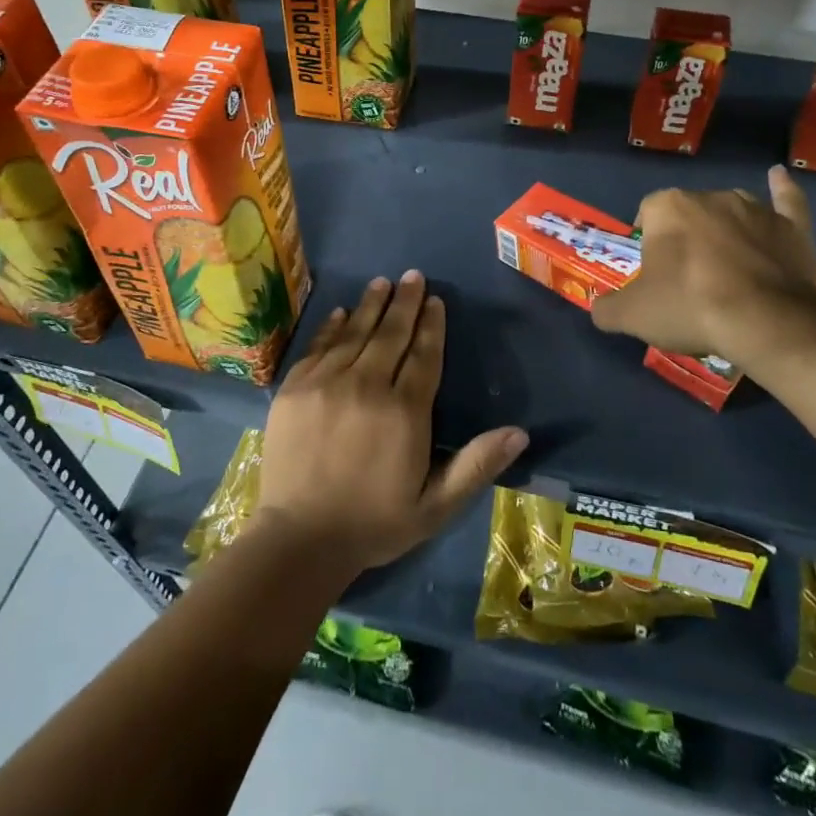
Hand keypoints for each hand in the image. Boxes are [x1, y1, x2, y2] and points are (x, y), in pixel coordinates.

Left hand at [256, 272, 528, 575]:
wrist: (299, 540)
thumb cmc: (375, 523)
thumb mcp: (436, 505)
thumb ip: (476, 465)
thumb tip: (520, 432)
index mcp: (404, 412)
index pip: (423, 355)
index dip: (432, 325)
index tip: (435, 300)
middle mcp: (367, 386)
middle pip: (390, 334)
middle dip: (405, 302)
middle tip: (413, 276)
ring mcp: (326, 383)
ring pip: (355, 332)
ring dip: (372, 305)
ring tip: (383, 282)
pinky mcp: (295, 388)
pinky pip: (319, 346)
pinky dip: (333, 326)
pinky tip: (343, 311)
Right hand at [592, 165, 815, 377]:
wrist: (765, 321)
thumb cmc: (690, 307)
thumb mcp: (632, 315)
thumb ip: (608, 309)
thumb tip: (600, 309)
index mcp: (668, 207)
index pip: (647, 214)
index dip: (648, 242)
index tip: (653, 273)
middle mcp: (709, 196)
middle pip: (688, 213)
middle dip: (686, 239)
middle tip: (687, 281)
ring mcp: (754, 208)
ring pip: (730, 212)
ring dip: (725, 230)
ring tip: (726, 267)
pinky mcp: (791, 226)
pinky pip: (786, 200)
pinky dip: (782, 190)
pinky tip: (779, 177)